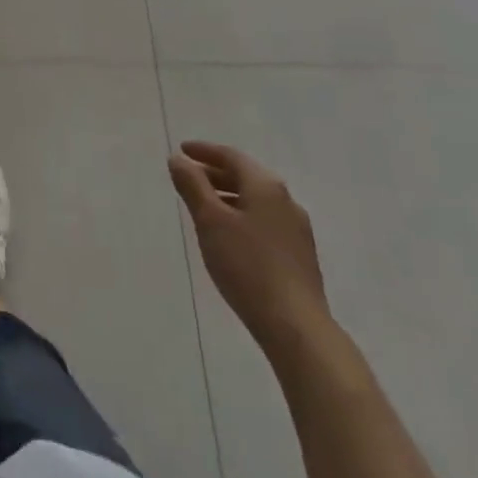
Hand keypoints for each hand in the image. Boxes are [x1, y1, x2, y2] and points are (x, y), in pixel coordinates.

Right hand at [170, 141, 332, 354]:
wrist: (296, 327)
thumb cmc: (247, 266)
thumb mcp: (210, 221)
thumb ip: (192, 185)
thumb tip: (178, 159)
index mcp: (265, 186)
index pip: (231, 156)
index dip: (204, 151)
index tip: (182, 150)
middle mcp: (286, 201)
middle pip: (245, 177)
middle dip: (215, 174)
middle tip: (188, 177)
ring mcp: (297, 230)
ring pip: (256, 201)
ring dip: (228, 196)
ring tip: (204, 207)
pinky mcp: (300, 256)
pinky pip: (264, 221)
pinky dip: (242, 216)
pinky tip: (230, 236)